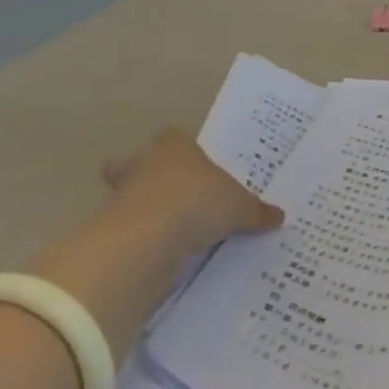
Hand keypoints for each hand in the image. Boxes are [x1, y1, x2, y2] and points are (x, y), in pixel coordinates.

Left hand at [101, 128, 282, 253]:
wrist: (146, 238)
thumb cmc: (197, 201)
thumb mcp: (240, 207)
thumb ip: (256, 211)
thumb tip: (279, 216)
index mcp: (176, 146)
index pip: (175, 137)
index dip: (184, 150)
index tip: (197, 167)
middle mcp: (145, 163)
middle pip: (139, 162)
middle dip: (149, 176)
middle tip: (173, 196)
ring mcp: (121, 195)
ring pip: (130, 196)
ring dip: (145, 210)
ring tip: (172, 229)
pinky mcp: (109, 227)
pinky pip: (129, 228)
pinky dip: (142, 238)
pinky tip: (162, 251)